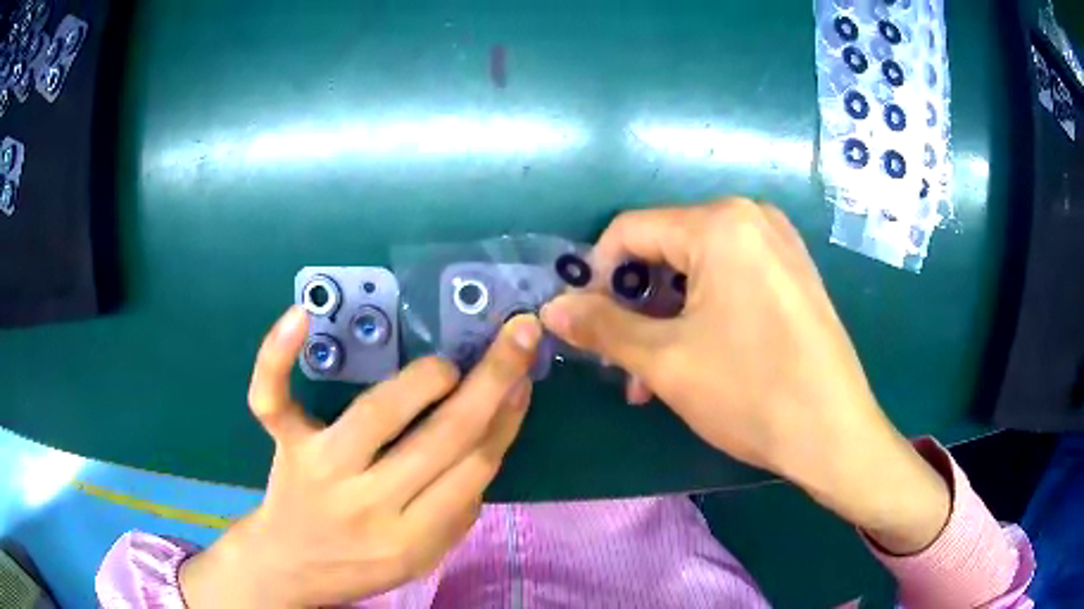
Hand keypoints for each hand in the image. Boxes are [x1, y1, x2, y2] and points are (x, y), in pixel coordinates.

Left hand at [179, 307, 541, 607]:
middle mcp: (370, 504)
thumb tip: (492, 434)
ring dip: (424, 380)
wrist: (290, 568)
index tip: (524, 380)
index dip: (505, 419)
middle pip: (441, 439)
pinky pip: (272, 398)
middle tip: (518, 337)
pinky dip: (278, 357)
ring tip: (446, 368)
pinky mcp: (285, 444)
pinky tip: (300, 317)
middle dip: (489, 382)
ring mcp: (321, 469)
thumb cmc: (362, 562)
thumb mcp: (424, 556)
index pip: (474, 470)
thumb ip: (459, 509)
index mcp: (413, 539)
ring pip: (378, 413)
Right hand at [541, 200, 949, 554]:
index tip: (587, 325)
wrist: (835, 434)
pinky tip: (696, 358)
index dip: (597, 276)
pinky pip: (731, 279)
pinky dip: (703, 313)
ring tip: (654, 376)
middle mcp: (752, 217)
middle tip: (624, 362)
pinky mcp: (793, 272)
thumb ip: (601, 327)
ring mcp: (779, 243)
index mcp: (720, 223)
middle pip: (665, 250)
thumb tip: (551, 307)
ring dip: (667, 319)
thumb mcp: (666, 361)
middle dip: (636, 306)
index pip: (629, 232)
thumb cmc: (751, 393)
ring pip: (697, 270)